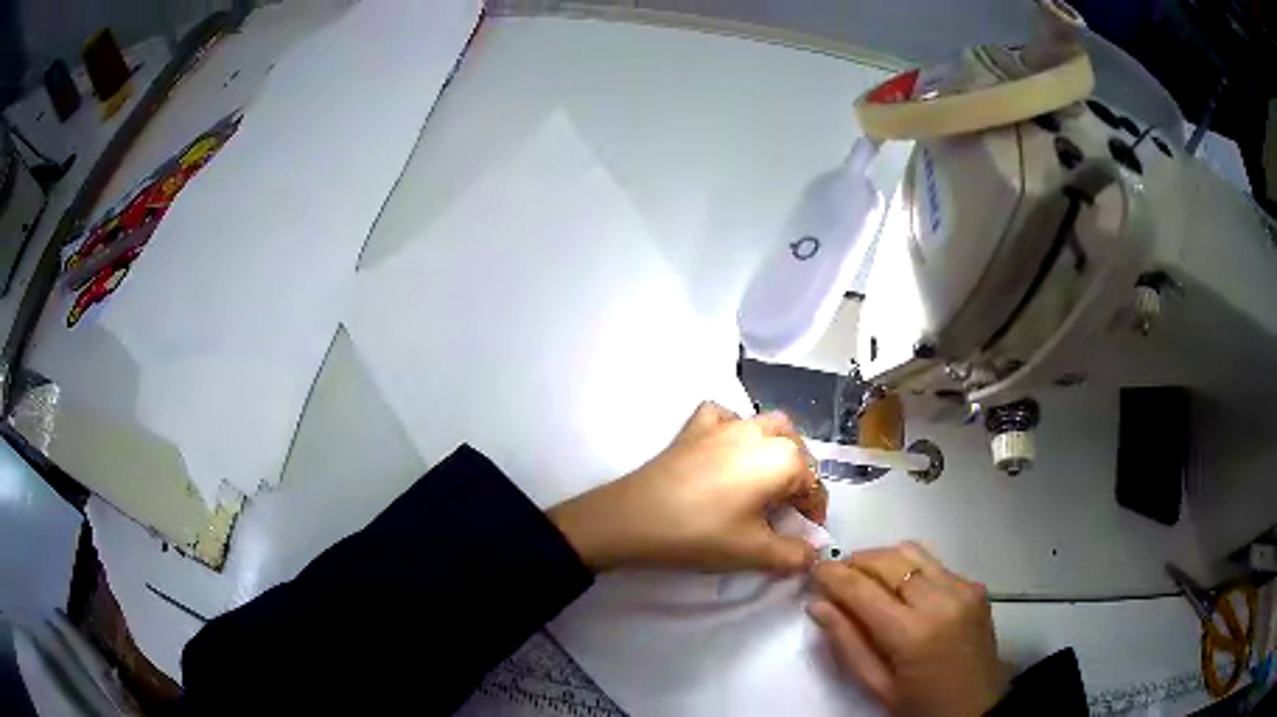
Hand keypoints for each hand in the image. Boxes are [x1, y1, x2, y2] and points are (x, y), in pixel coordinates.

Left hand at [548, 401, 827, 572]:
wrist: (633, 518)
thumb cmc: (700, 534)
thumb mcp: (754, 553)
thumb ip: (794, 555)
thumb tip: (813, 554)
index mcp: (782, 459)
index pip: (814, 485)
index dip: (814, 513)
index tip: (805, 537)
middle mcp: (759, 431)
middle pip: (795, 450)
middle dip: (799, 478)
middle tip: (786, 511)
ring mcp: (725, 424)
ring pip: (766, 426)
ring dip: (775, 449)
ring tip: (764, 482)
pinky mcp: (694, 427)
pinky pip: (725, 418)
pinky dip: (734, 430)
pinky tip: (726, 452)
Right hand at [808, 542, 1006, 716]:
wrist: (978, 707)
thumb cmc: (921, 706)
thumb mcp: (877, 686)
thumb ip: (847, 643)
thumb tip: (818, 604)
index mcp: (912, 633)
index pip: (863, 589)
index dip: (833, 575)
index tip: (813, 569)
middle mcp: (941, 600)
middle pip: (888, 560)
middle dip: (856, 562)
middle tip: (836, 577)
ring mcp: (963, 589)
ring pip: (912, 552)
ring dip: (882, 559)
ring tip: (866, 580)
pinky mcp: (976, 586)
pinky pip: (935, 565)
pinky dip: (910, 570)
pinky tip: (903, 592)